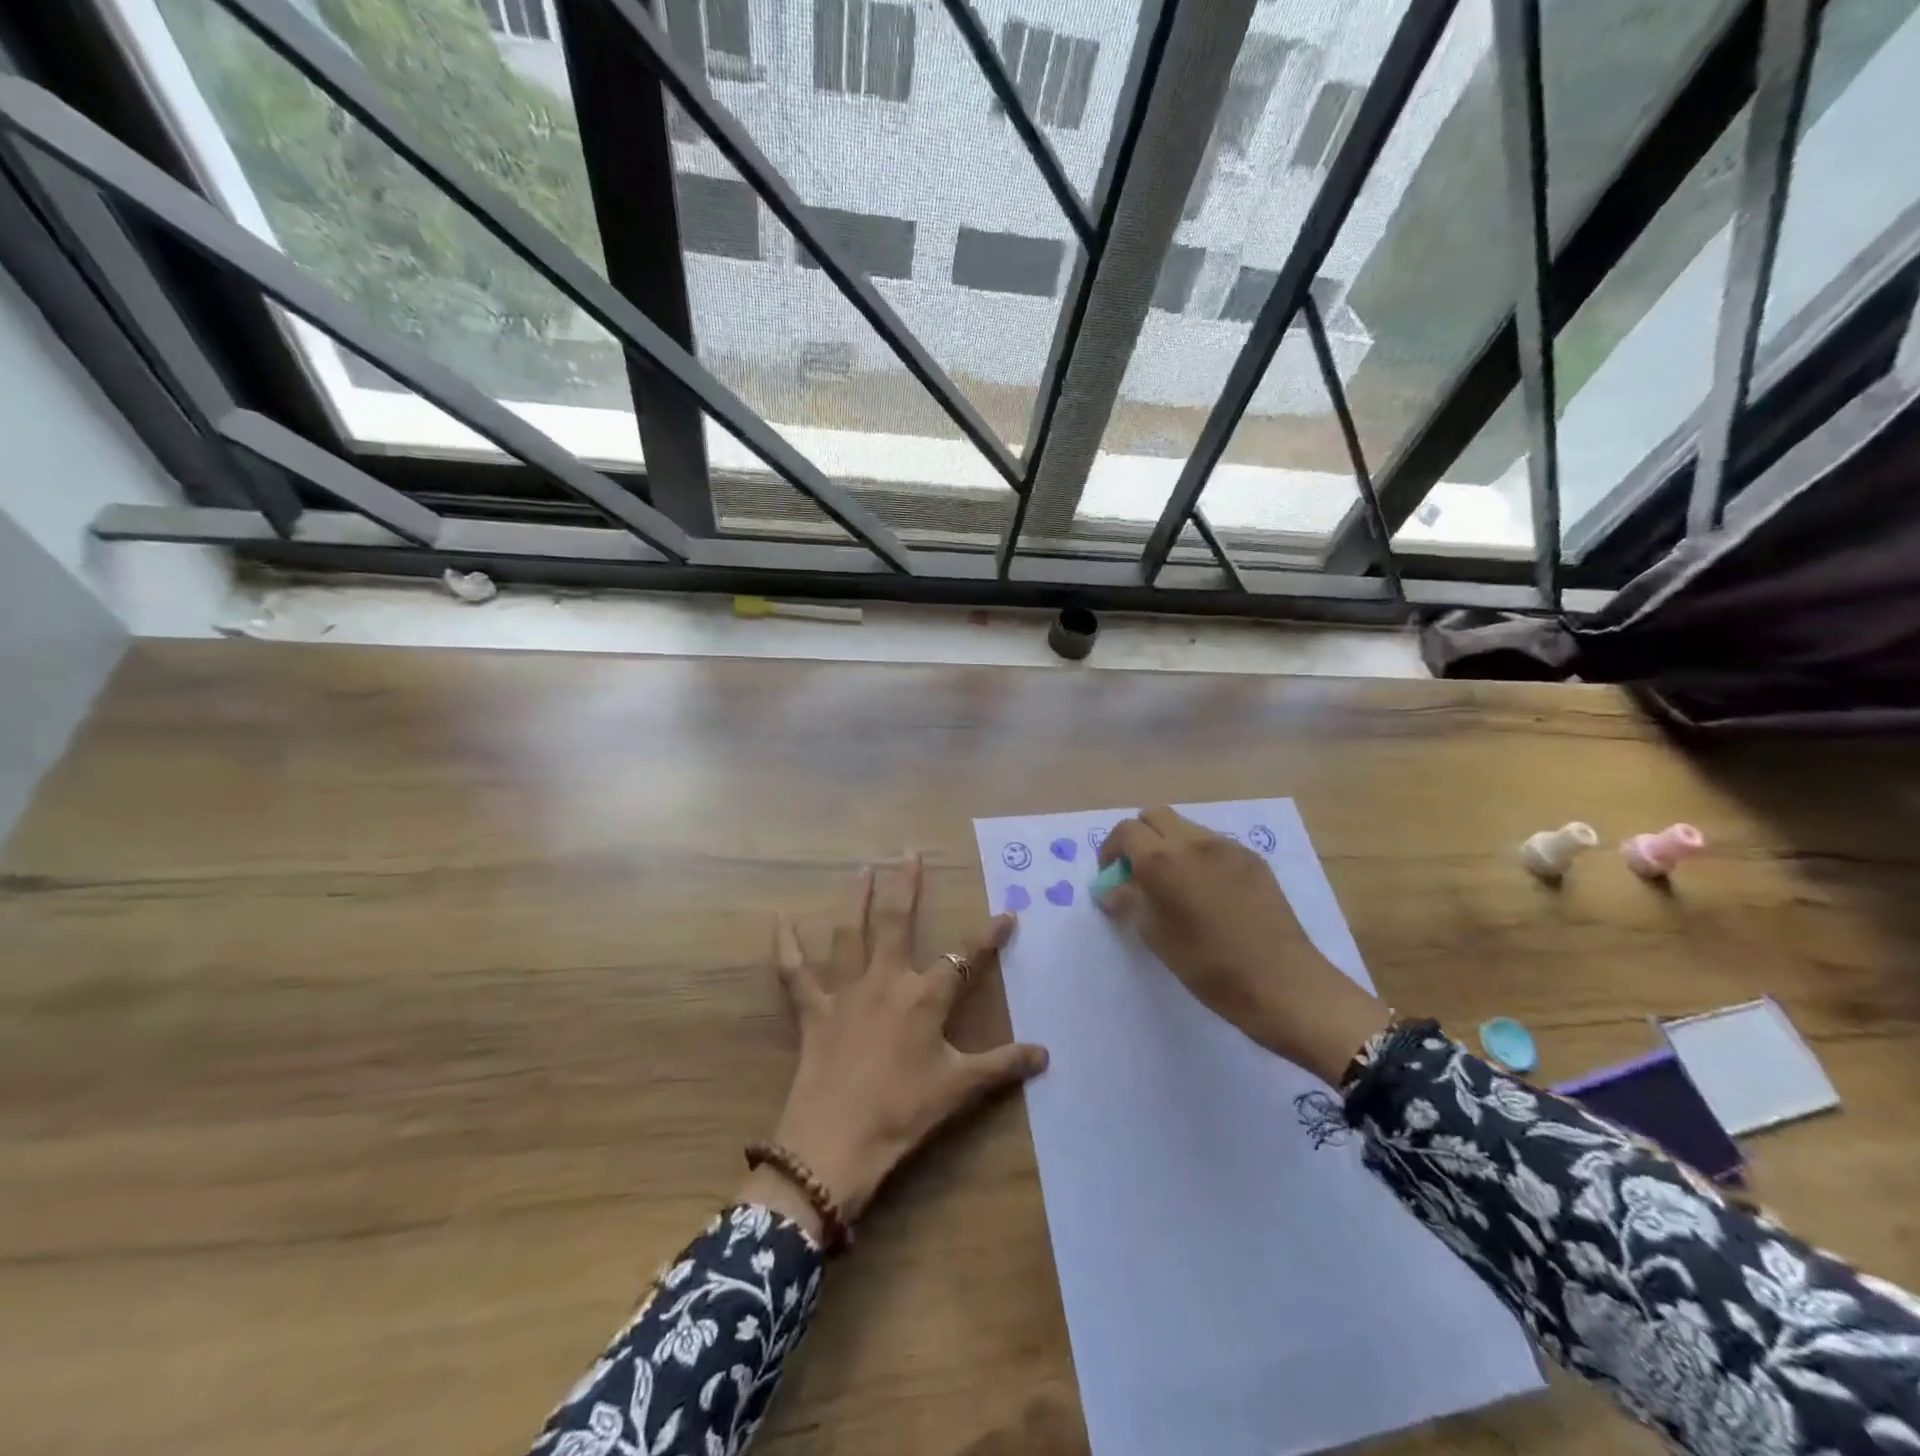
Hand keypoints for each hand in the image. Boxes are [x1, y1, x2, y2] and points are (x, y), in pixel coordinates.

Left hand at [744, 856, 1048, 1237]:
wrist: (834, 1146)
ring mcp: (845, 992)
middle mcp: (886, 981)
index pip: (964, 958)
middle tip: (908, 852)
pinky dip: (786, 945)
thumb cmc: (901, 1114)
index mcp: (924, 998)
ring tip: (862, 867)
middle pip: (898, 922)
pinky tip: (780, 918)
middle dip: (906, 885)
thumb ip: (1001, 1066)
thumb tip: (1045, 1054)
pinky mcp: (813, 1011)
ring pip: (850, 933)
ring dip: (856, 898)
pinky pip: (794, 972)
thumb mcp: (957, 1090)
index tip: (1007, 913)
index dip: (988, 935)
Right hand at [1098, 808, 1388, 1084]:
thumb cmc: (1209, 967)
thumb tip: (1112, 889)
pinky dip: (1197, 856)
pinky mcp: (1253, 860)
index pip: (1126, 831)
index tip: (1111, 876)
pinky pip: (1213, 844)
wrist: (1283, 983)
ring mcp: (1228, 847)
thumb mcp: (1156, 938)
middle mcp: (1195, 841)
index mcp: (1163, 859)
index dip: (1111, 850)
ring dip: (1169, 845)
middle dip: (1139, 838)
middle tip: (1137, 873)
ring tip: (1173, 885)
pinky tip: (1206, 892)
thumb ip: (1130, 903)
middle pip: (1155, 817)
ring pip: (1186, 828)